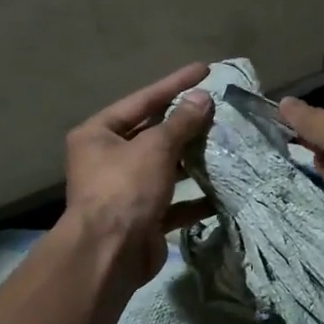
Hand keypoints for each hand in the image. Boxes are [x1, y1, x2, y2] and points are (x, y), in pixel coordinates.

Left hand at [63, 63, 214, 289]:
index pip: (142, 100)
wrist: (110, 253)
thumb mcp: (155, 148)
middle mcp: (107, 159)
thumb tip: (202, 98)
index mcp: (98, 134)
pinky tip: (221, 192)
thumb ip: (181, 122)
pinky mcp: (143, 218)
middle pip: (153, 134)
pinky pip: (173, 201)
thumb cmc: (125, 189)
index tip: (204, 70)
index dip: (174, 84)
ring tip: (225, 145)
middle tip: (219, 110)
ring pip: (165, 167)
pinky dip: (195, 198)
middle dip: (186, 124)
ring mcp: (125, 190)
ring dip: (193, 160)